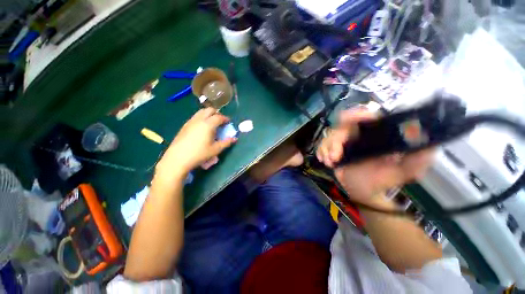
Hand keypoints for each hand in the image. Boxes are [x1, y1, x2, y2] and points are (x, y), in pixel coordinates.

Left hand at [155, 108, 236, 178]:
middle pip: (209, 110)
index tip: (228, 122)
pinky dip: (201, 118)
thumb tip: (235, 138)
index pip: (219, 117)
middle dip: (217, 113)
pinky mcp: (184, 125)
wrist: (178, 158)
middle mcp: (199, 120)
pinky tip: (202, 128)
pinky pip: (195, 117)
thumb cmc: (199, 154)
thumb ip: (226, 142)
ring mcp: (190, 122)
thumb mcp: (215, 149)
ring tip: (212, 123)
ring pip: (201, 112)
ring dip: (208, 114)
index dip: (225, 118)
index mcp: (208, 124)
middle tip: (220, 121)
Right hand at [316, 108, 434, 204]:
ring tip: (330, 162)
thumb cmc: (384, 180)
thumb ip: (419, 158)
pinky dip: (321, 151)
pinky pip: (322, 145)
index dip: (356, 114)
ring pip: (329, 136)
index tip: (350, 122)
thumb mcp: (405, 171)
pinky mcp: (333, 149)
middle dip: (335, 139)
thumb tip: (431, 142)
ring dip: (326, 148)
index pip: (363, 115)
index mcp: (374, 133)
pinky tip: (324, 160)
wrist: (365, 191)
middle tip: (335, 156)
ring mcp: (343, 142)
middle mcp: (357, 134)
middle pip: (340, 126)